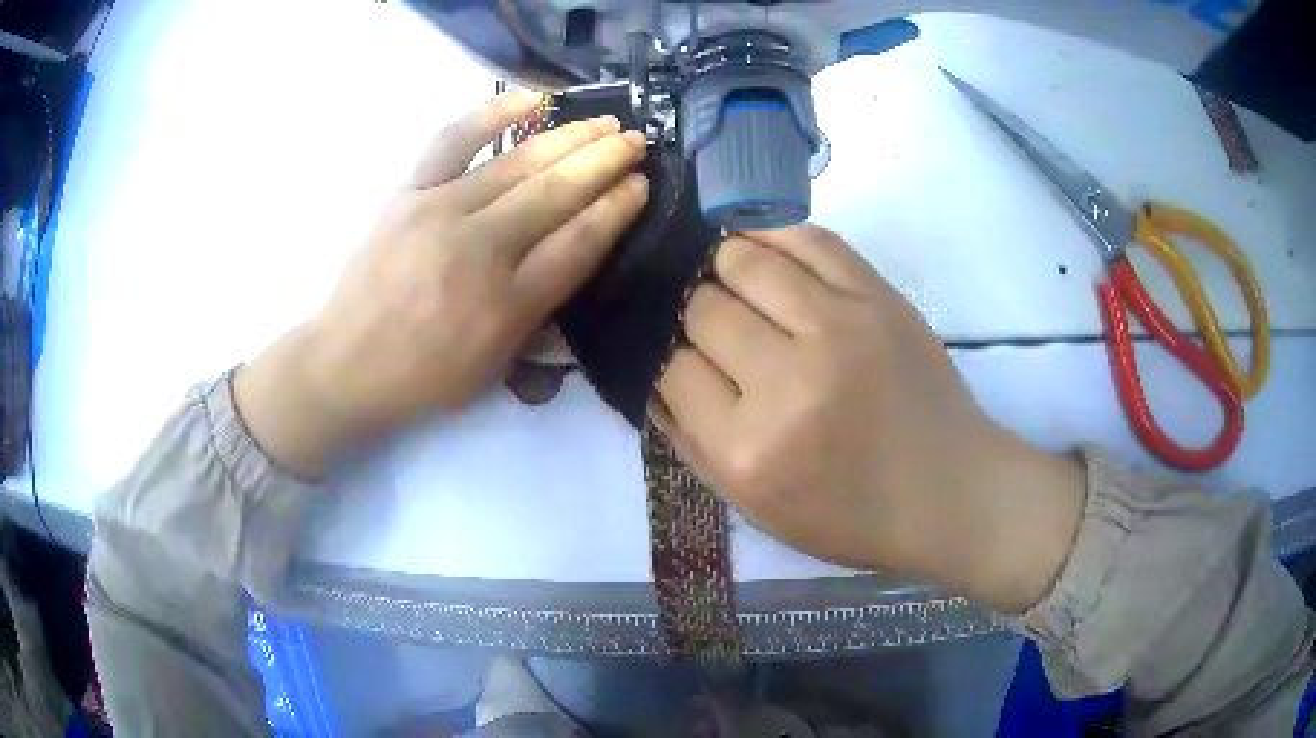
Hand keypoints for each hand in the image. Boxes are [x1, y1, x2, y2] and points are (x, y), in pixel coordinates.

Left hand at [236, 93, 648, 475]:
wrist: (345, 364)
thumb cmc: (423, 377)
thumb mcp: (494, 369)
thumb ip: (540, 320)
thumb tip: (574, 265)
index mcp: (507, 305)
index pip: (579, 243)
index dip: (617, 209)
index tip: (641, 185)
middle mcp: (480, 250)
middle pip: (558, 193)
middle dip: (607, 162)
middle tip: (638, 141)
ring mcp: (439, 213)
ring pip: (519, 163)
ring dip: (570, 137)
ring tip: (605, 122)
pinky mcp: (407, 193)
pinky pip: (453, 141)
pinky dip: (492, 113)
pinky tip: (530, 99)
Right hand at [655, 226, 1085, 611]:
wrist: (949, 490)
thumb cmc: (852, 515)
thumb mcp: (755, 508)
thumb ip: (691, 444)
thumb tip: (653, 373)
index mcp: (748, 450)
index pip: (672, 369)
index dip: (673, 361)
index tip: (691, 362)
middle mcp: (786, 382)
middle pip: (702, 309)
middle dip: (697, 315)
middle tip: (718, 328)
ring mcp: (837, 328)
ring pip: (741, 259)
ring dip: (724, 266)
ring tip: (732, 280)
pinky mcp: (876, 296)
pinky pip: (805, 237)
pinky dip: (770, 233)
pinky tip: (760, 244)